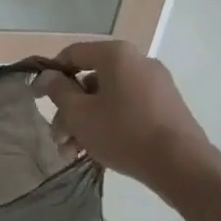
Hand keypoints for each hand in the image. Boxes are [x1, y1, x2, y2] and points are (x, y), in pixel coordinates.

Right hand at [39, 40, 212, 192]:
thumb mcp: (80, 114)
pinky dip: (109, 124)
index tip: (37, 98)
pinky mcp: (167, 107)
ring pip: (108, 99)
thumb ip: (58, 91)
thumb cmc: (124, 132)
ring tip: (73, 153)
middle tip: (58, 138)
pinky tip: (96, 152)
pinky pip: (128, 108)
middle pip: (90, 81)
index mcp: (116, 55)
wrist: (184, 167)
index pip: (72, 54)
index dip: (50, 75)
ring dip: (86, 123)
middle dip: (69, 111)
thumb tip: (48, 76)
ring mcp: (156, 85)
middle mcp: (137, 62)